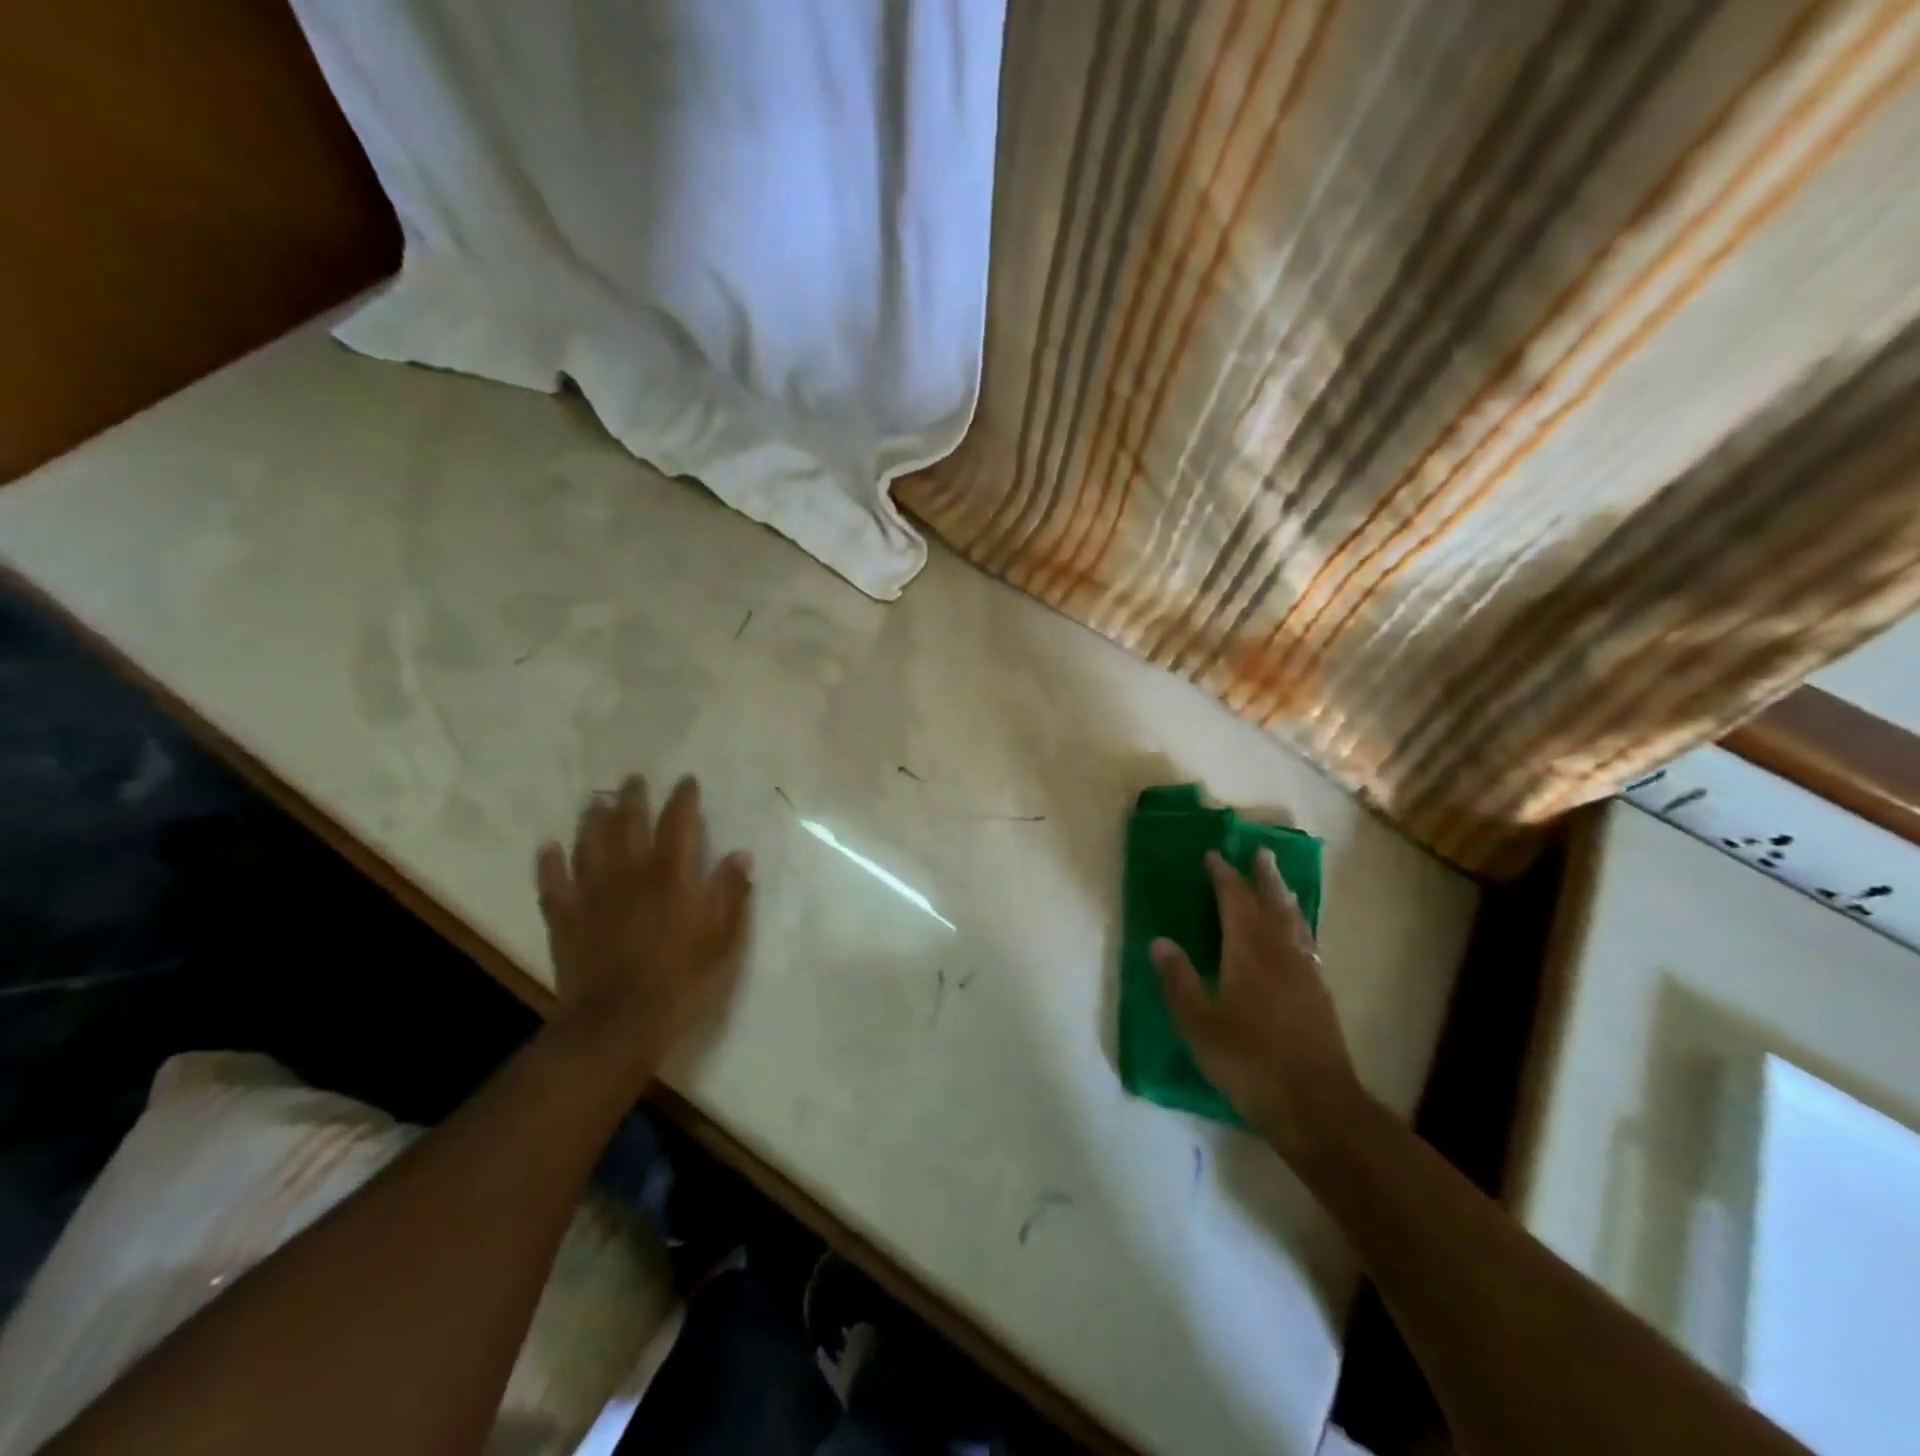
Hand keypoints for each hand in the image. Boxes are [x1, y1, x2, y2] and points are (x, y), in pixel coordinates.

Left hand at [535, 775, 752, 1086]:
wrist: (616, 1023)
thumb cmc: (680, 980)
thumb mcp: (722, 938)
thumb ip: (730, 893)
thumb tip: (740, 854)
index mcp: (671, 875)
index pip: (678, 823)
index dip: (683, 798)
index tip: (686, 781)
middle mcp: (629, 873)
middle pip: (628, 823)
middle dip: (633, 798)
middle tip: (632, 780)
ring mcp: (591, 893)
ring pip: (589, 844)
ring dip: (593, 819)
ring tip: (596, 802)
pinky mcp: (564, 917)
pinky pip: (553, 882)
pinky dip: (549, 862)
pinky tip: (549, 847)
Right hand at [1151, 849, 1365, 1164]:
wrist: (1315, 1103)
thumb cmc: (1249, 1061)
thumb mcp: (1199, 1024)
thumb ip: (1178, 980)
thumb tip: (1159, 941)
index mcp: (1248, 952)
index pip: (1235, 901)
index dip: (1223, 876)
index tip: (1213, 856)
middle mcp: (1280, 953)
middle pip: (1272, 903)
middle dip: (1263, 876)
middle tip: (1261, 851)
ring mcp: (1305, 974)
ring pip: (1295, 922)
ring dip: (1284, 897)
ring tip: (1280, 882)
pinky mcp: (1320, 995)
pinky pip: (1307, 944)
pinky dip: (1299, 927)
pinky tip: (1298, 937)